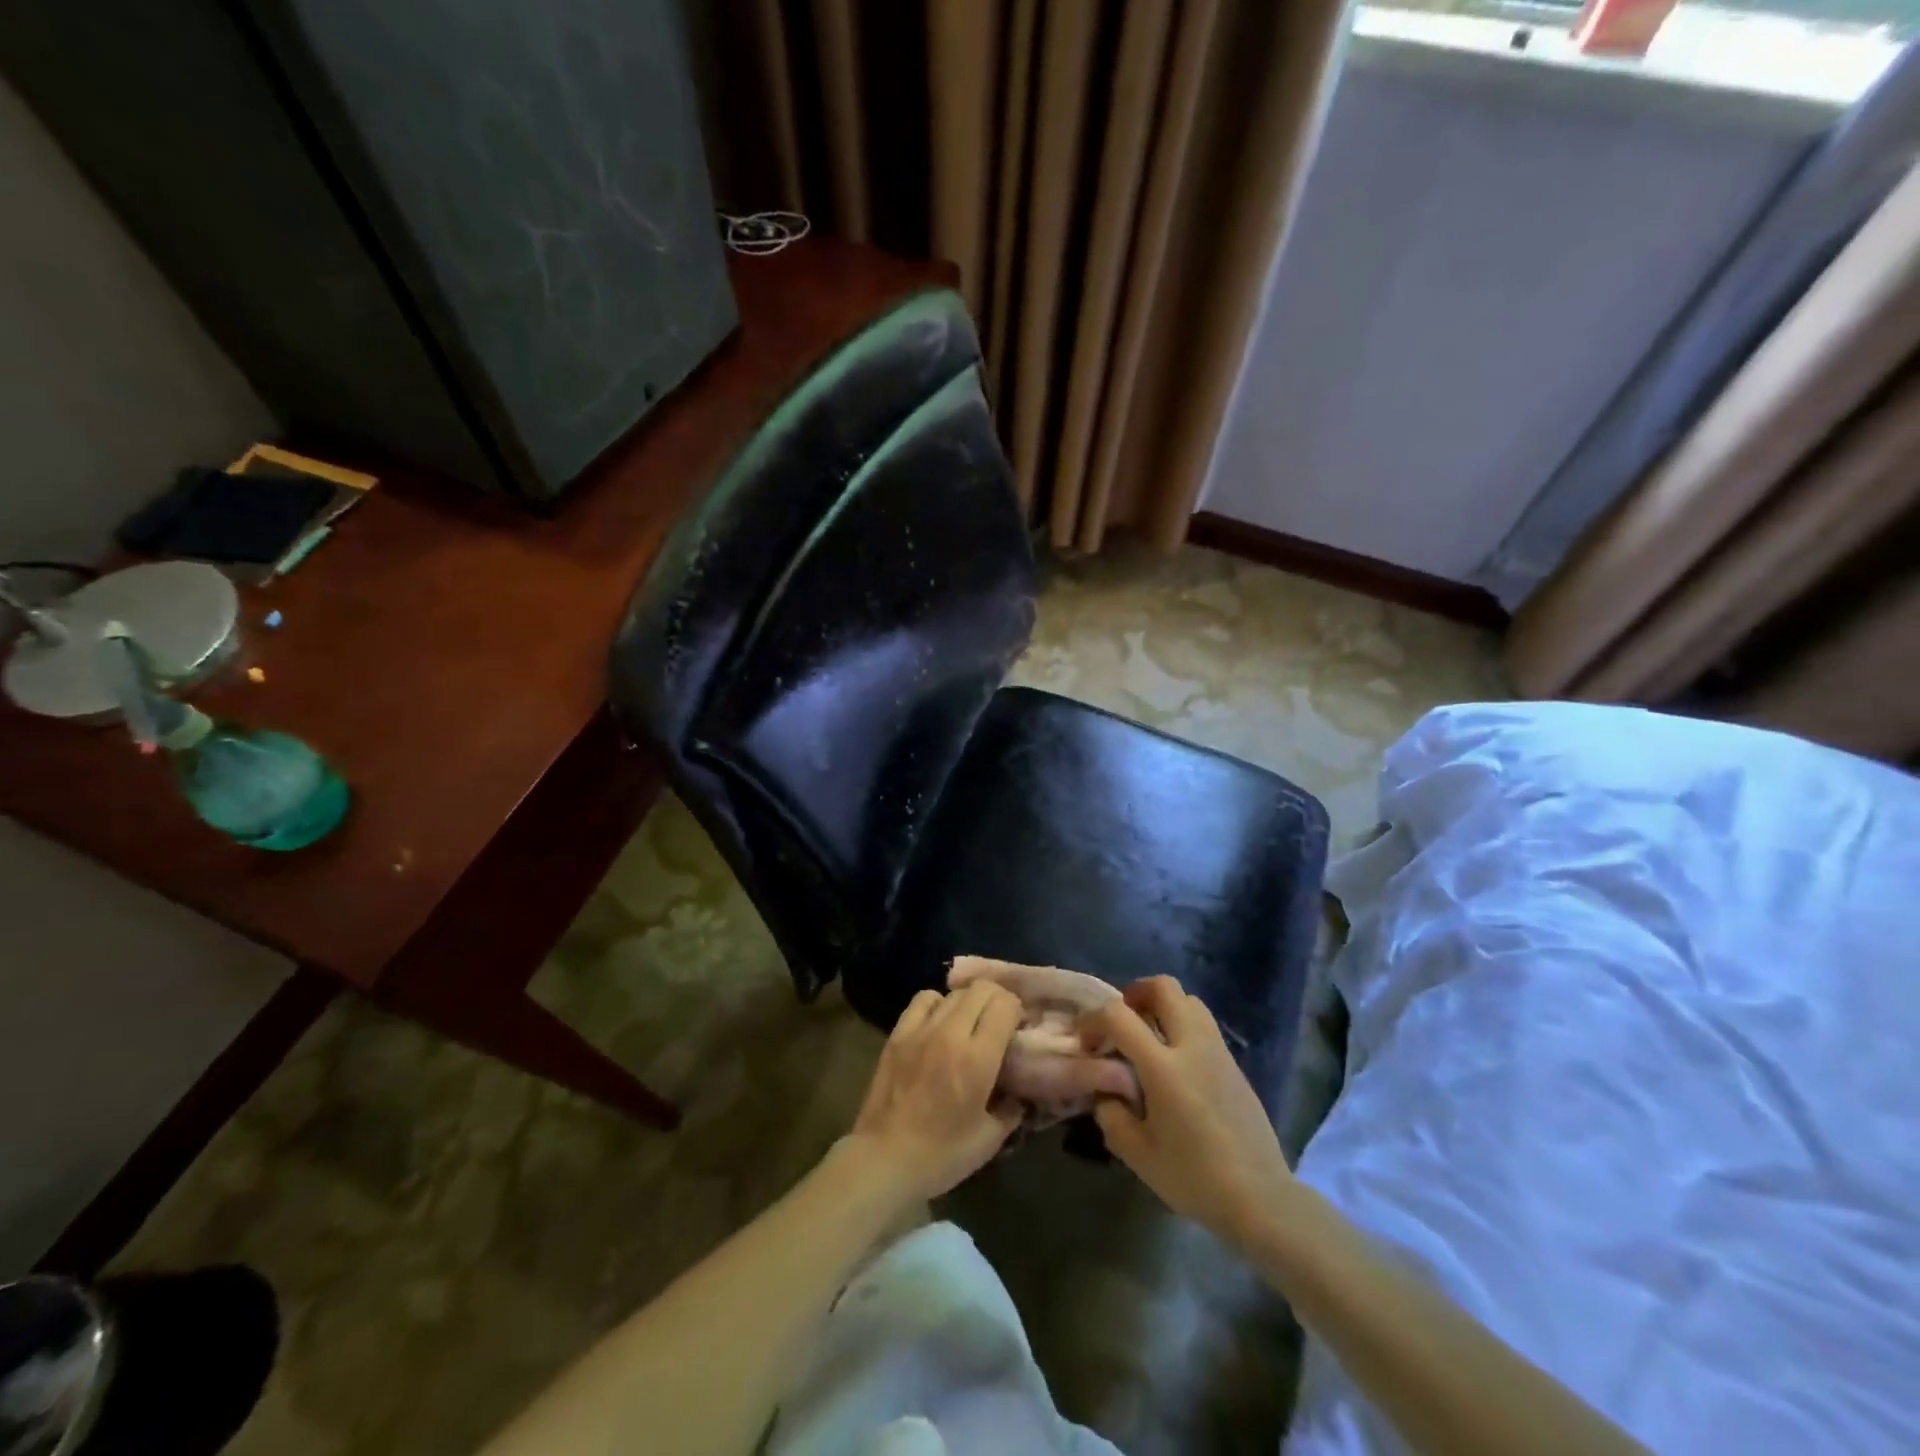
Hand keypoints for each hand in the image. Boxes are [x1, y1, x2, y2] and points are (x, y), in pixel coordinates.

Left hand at [847, 980, 1024, 1204]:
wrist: (884, 1159)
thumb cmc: (942, 1154)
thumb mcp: (990, 1138)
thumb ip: (1013, 1106)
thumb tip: (1021, 1088)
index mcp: (978, 1058)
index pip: (1005, 1005)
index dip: (1017, 1012)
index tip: (1018, 1030)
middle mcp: (950, 1033)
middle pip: (982, 989)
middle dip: (998, 1000)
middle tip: (1000, 1024)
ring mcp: (921, 1029)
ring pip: (955, 992)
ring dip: (970, 1002)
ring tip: (971, 1023)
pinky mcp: (898, 1032)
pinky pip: (924, 998)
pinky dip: (938, 1003)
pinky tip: (940, 1023)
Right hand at [1081, 976, 1295, 1247]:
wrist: (1261, 1198)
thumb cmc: (1195, 1178)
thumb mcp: (1138, 1155)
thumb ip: (1111, 1115)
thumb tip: (1105, 1091)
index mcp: (1164, 1068)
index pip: (1120, 1015)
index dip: (1093, 1018)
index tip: (1085, 1040)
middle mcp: (1192, 1046)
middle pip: (1163, 987)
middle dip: (1134, 993)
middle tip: (1120, 1022)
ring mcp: (1218, 1051)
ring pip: (1188, 999)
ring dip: (1162, 1005)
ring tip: (1147, 1035)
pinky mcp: (1234, 1063)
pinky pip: (1203, 1023)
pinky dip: (1181, 1024)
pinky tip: (1174, 1060)